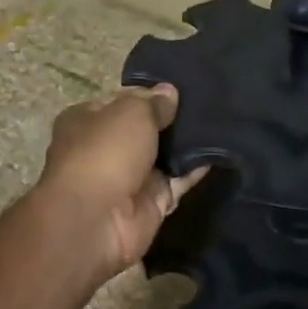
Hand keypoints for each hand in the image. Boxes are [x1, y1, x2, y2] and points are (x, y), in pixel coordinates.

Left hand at [35, 85, 206, 279]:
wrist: (98, 220)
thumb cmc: (105, 153)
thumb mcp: (131, 113)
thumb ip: (154, 102)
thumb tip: (169, 92)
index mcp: (86, 121)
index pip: (120, 102)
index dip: (147, 95)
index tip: (179, 89)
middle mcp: (105, 149)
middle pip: (144, 130)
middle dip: (171, 120)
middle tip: (207, 103)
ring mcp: (129, 178)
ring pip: (164, 156)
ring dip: (187, 145)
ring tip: (219, 122)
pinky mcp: (152, 203)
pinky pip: (179, 180)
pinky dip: (197, 169)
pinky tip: (221, 151)